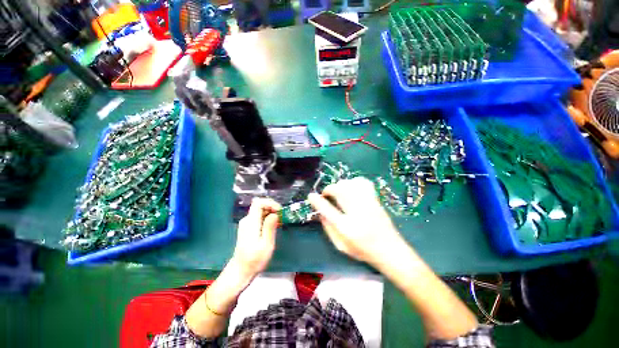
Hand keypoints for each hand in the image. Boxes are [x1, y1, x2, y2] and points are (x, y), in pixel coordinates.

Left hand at [231, 198, 281, 278]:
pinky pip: (259, 217)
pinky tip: (273, 227)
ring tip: (279, 224)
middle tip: (281, 219)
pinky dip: (268, 218)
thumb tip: (274, 214)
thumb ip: (270, 227)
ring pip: (261, 211)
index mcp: (251, 222)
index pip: (258, 202)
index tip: (279, 211)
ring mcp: (247, 224)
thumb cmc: (254, 260)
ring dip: (271, 214)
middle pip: (260, 205)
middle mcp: (247, 220)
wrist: (241, 271)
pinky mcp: (248, 228)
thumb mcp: (266, 244)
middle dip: (273, 208)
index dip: (270, 203)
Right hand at [308, 177, 402, 265]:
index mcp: (347, 228)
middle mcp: (358, 212)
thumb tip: (320, 213)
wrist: (390, 250)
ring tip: (338, 192)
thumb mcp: (341, 245)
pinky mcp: (375, 199)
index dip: (317, 201)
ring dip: (340, 185)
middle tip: (327, 195)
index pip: (328, 210)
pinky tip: (351, 189)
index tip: (311, 196)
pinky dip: (354, 182)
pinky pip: (363, 182)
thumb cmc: (363, 250)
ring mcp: (368, 204)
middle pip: (340, 191)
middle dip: (329, 189)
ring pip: (350, 184)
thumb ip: (328, 228)